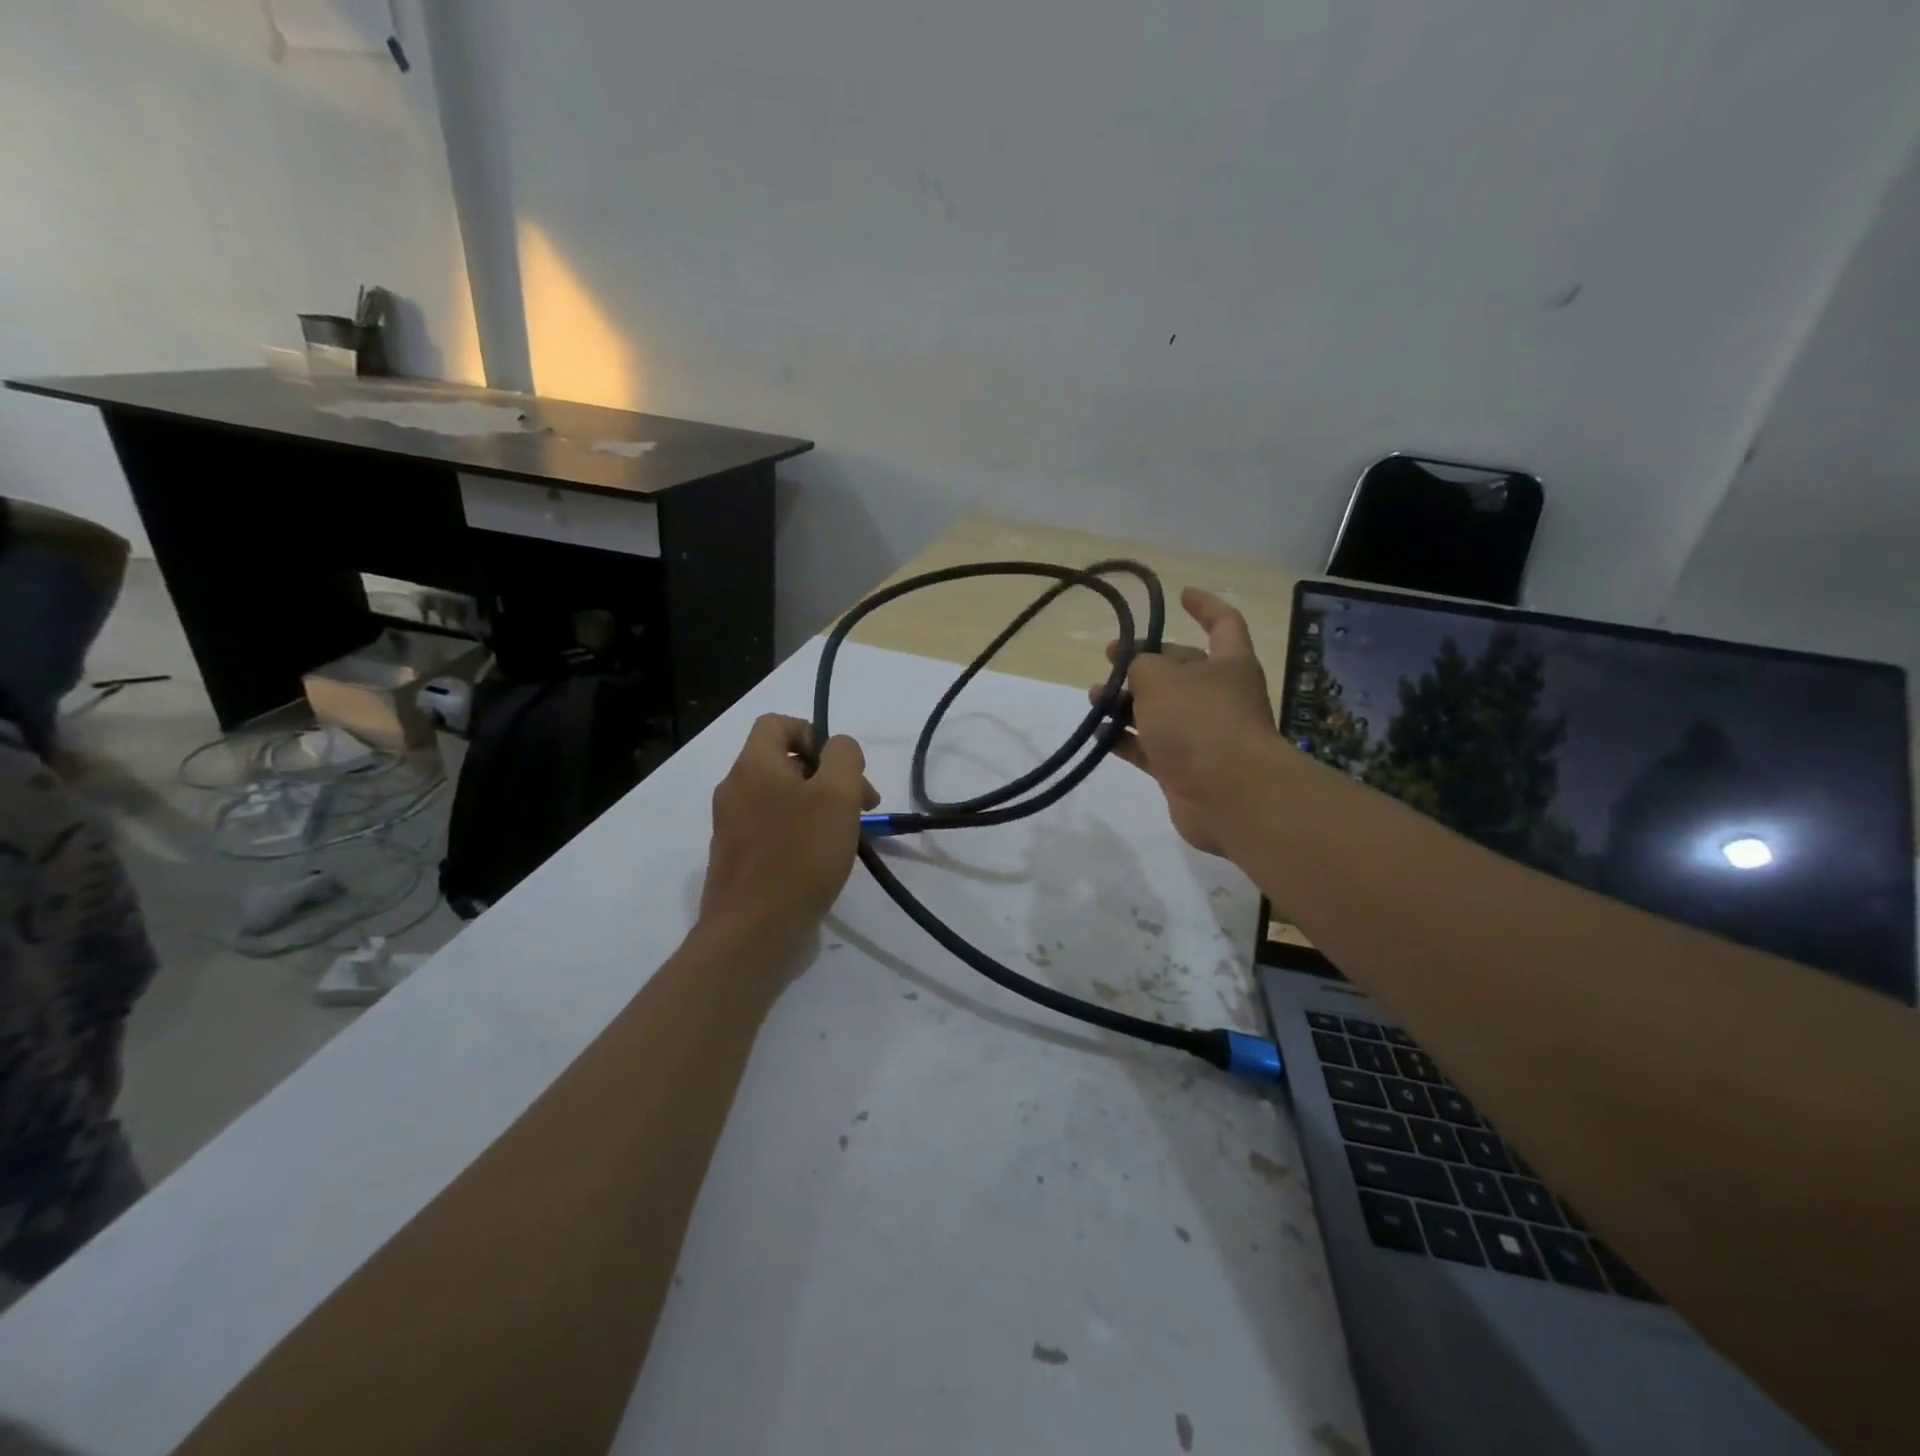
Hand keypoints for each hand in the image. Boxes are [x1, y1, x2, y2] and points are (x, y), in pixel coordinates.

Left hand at [699, 714, 878, 945]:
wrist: (753, 930)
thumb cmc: (800, 854)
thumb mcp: (837, 794)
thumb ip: (843, 757)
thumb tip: (838, 748)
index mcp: (753, 765)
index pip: (776, 723)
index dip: (812, 733)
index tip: (840, 766)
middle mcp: (735, 788)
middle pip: (783, 762)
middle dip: (827, 775)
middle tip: (861, 805)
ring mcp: (731, 825)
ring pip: (780, 797)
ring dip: (817, 805)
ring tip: (848, 834)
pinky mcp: (736, 857)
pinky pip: (772, 828)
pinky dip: (799, 832)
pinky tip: (822, 859)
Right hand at [1095, 588, 1275, 855]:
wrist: (1229, 794)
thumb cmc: (1199, 721)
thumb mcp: (1160, 677)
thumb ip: (1140, 664)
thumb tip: (1135, 668)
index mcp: (1229, 664)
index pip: (1223, 622)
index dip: (1204, 605)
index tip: (1180, 595)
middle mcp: (1219, 696)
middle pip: (1181, 669)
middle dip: (1145, 662)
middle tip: (1109, 659)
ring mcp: (1202, 735)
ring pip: (1160, 710)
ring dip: (1127, 702)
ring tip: (1095, 698)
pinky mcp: (1184, 769)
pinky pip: (1149, 747)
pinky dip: (1125, 739)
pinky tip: (1099, 733)